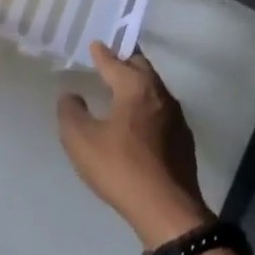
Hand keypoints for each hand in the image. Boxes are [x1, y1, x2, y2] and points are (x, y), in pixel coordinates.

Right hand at [58, 42, 212, 249]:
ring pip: (155, 90)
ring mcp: (177, 118)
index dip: (102, 54)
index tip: (95, 45)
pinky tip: (137, 122)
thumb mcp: (81, 140)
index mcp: (136, 89)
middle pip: (143, 69)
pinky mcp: (183, 140)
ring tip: (120, 90)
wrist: (167, 209)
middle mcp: (161, 96)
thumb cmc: (120, 168)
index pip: (116, 62)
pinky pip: (161, 111)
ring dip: (138, 85)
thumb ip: (71, 112)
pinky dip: (146, 107)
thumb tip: (71, 95)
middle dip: (125, 62)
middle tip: (109, 62)